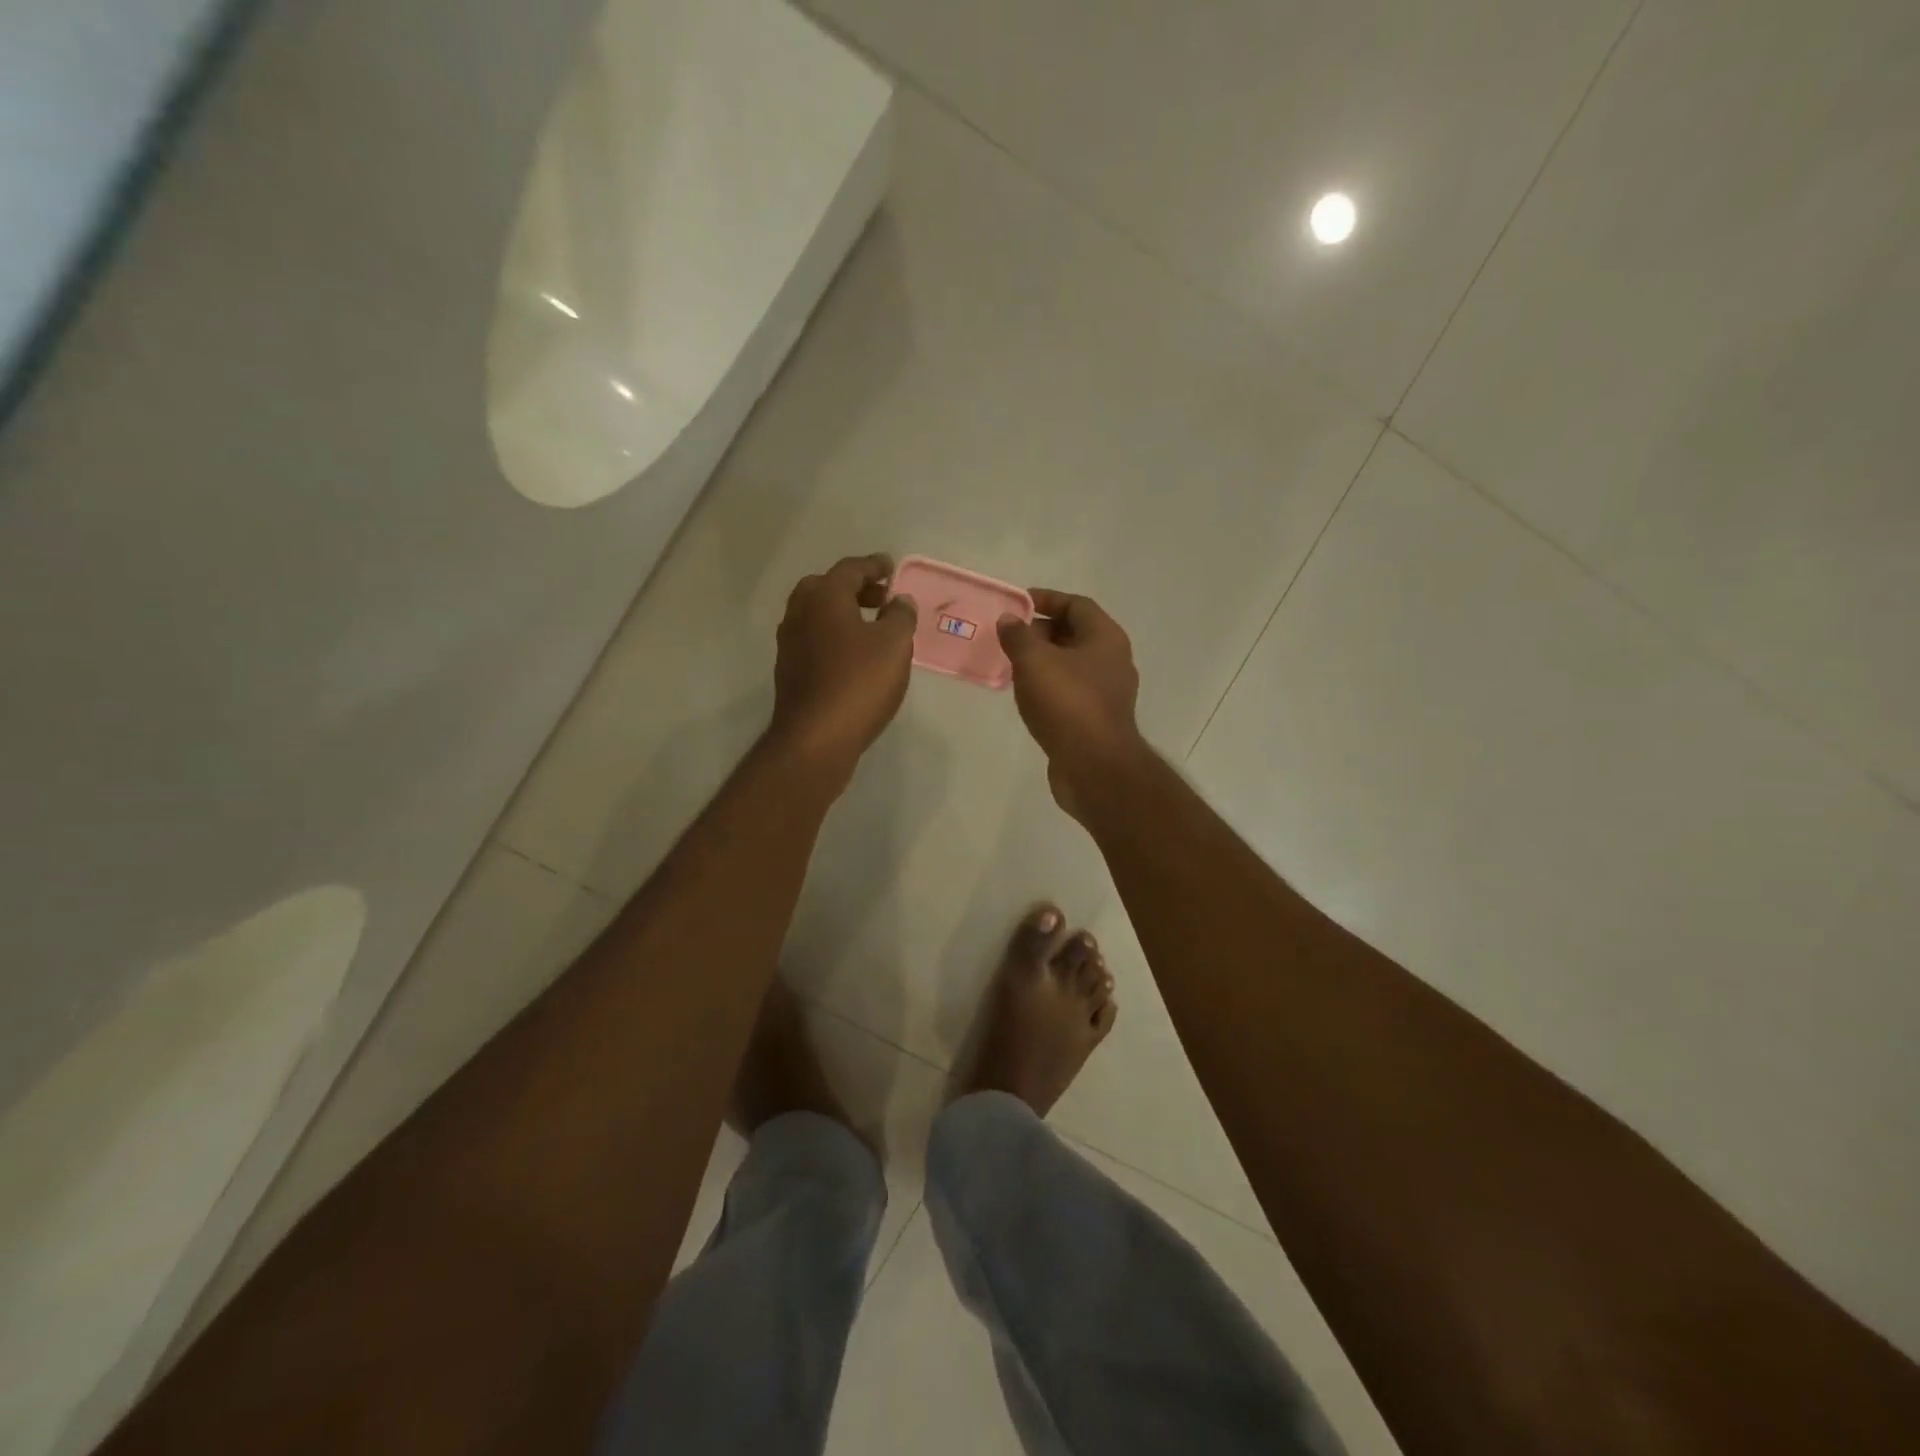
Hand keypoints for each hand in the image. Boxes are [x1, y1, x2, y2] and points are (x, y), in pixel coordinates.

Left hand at [770, 554, 917, 779]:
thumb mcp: (895, 644)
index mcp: (824, 596)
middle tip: (881, 598)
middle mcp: (800, 613)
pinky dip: (834, 637)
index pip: (851, 569)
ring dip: (843, 613)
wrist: (815, 737)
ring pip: (817, 615)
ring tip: (872, 628)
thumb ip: (901, 616)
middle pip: (827, 588)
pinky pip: (814, 640)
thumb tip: (899, 601)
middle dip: (855, 589)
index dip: (874, 566)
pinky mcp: (789, 671)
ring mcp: (789, 643)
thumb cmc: (859, 682)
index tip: (891, 567)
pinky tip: (854, 656)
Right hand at [997, 588, 1147, 816]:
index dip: (1046, 599)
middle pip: (1075, 634)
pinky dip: (1049, 687)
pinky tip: (1027, 697)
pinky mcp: (1097, 719)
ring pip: (1071, 665)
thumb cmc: (1067, 703)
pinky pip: (1070, 692)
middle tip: (1009, 638)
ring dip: (1043, 662)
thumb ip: (1018, 636)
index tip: (1016, 605)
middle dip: (1041, 632)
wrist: (1094, 766)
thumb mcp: (1034, 661)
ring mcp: (1108, 693)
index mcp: (1105, 638)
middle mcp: (1113, 661)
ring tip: (1011, 666)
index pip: (1076, 604)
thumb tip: (1008, 620)